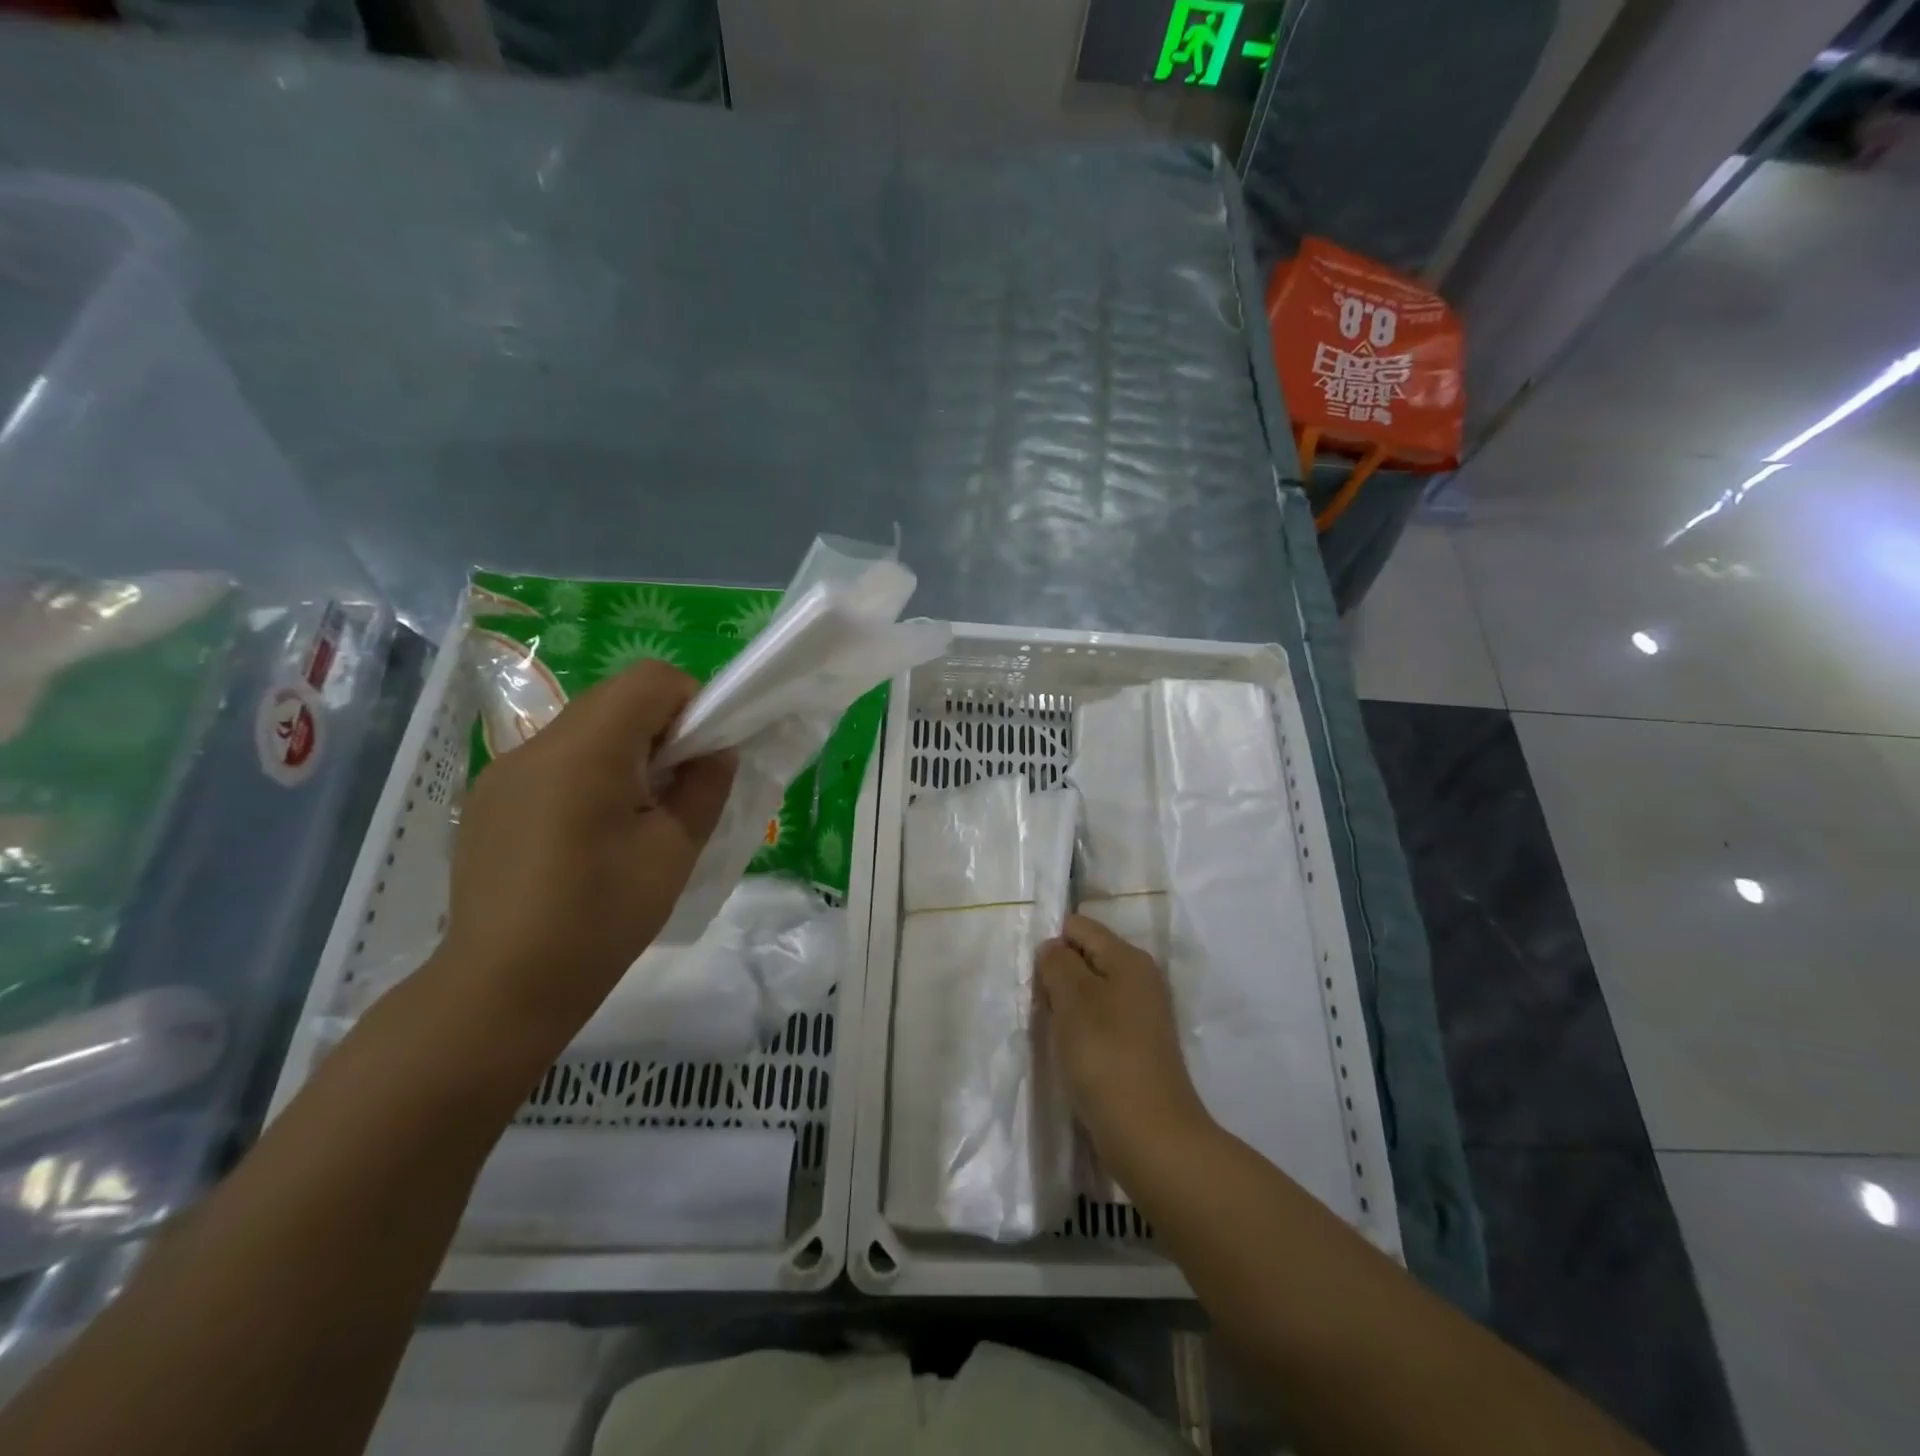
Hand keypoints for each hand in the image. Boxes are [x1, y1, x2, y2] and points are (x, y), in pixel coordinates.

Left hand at [432, 659, 736, 1044]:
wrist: (501, 989)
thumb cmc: (601, 918)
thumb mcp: (673, 851)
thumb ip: (704, 787)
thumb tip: (715, 752)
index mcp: (586, 751)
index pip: (651, 680)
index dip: (692, 702)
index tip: (705, 753)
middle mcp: (537, 746)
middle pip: (615, 699)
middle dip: (661, 727)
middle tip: (677, 786)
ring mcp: (504, 772)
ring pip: (584, 729)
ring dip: (624, 750)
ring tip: (635, 815)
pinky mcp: (489, 801)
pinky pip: (553, 762)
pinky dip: (588, 774)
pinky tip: (588, 836)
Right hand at [1036, 913, 1210, 1181]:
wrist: (1150, 1136)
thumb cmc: (1105, 1057)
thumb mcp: (1072, 999)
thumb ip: (1057, 963)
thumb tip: (1054, 949)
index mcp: (1128, 958)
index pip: (1079, 926)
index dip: (1052, 945)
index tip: (1035, 979)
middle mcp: (1140, 979)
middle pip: (1084, 958)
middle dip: (1057, 978)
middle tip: (1043, 1010)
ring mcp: (1141, 1015)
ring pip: (1089, 993)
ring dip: (1066, 1009)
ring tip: (1055, 1035)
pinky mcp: (1137, 1047)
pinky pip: (1098, 1022)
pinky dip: (1080, 1033)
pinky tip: (1071, 1055)